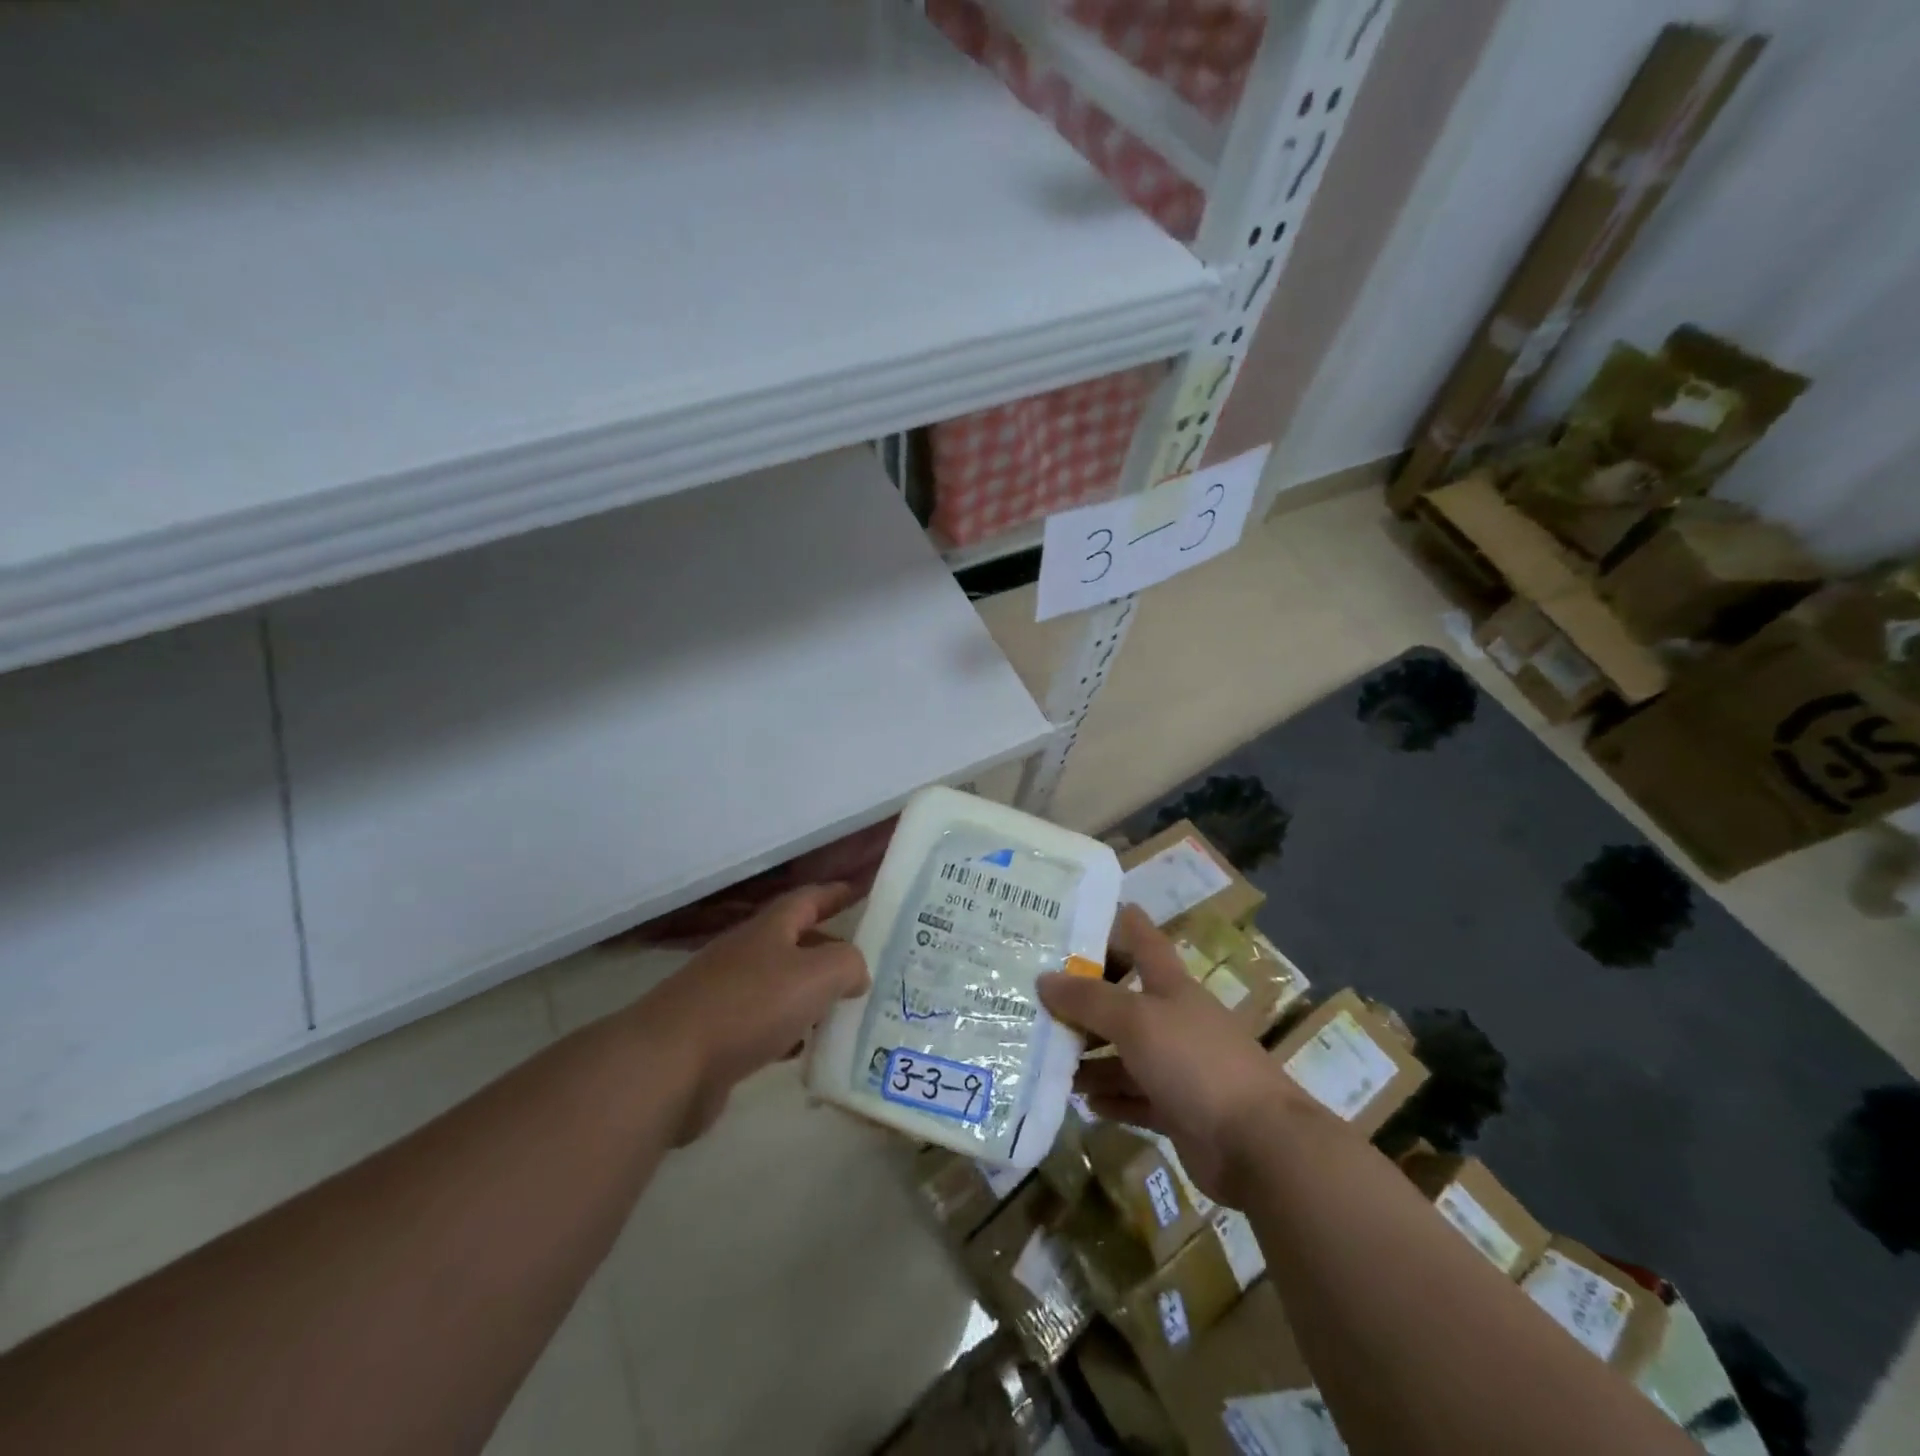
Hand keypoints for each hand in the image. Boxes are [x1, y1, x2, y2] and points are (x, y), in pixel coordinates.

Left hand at [636, 883, 869, 1143]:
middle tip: (866, 965)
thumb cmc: (748, 1007)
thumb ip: (847, 964)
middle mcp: (747, 955)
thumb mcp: (815, 975)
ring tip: (845, 1008)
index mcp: (769, 930)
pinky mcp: (716, 1037)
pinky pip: (764, 1026)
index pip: (808, 899)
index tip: (861, 891)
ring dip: (811, 994)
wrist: (668, 1065)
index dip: (835, 893)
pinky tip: (806, 1050)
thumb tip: (857, 972)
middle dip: (829, 949)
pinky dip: (789, 1032)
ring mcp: (727, 995)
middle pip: (795, 943)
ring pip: (781, 987)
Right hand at [1037, 904, 1307, 1205]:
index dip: (1116, 923)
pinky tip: (1081, 1101)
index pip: (1142, 940)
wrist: (1258, 1144)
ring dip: (1090, 1057)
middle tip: (1034, 996)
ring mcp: (1178, 1067)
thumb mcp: (1136, 1020)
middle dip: (1084, 999)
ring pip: (1124, 1054)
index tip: (1079, 914)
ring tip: (1046, 1058)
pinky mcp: (1178, 1111)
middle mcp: (1173, 1021)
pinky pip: (1134, 1098)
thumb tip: (1044, 979)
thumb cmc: (1195, 1062)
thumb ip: (1089, 1000)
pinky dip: (1110, 1098)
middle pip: (1123, 1001)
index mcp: (1171, 986)